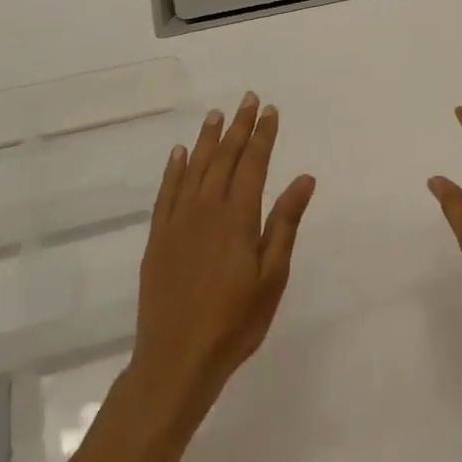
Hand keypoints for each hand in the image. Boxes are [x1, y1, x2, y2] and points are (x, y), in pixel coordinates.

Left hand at [124, 93, 315, 421]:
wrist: (175, 361)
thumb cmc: (234, 321)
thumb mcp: (272, 277)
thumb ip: (285, 224)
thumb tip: (303, 179)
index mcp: (237, 218)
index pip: (252, 164)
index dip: (262, 136)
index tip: (270, 110)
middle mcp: (205, 211)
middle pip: (223, 159)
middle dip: (237, 128)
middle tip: (248, 100)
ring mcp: (177, 224)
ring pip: (193, 170)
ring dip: (206, 140)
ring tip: (216, 115)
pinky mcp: (157, 240)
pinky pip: (165, 194)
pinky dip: (173, 170)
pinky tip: (178, 154)